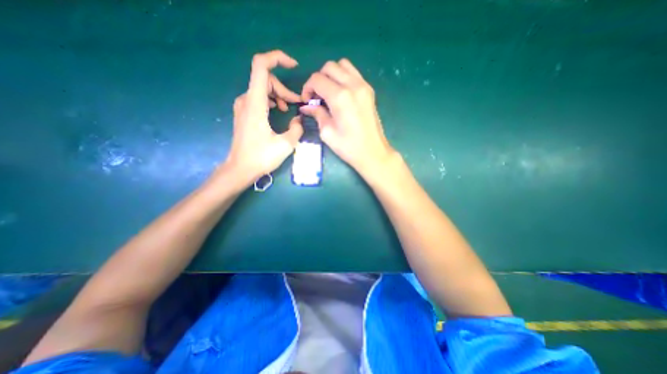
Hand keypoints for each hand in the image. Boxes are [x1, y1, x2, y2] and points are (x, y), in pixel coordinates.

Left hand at [221, 50, 304, 186]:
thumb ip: (297, 129)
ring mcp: (243, 106)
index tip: (293, 65)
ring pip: (263, 89)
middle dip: (284, 88)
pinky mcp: (244, 114)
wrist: (240, 168)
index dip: (277, 58)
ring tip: (289, 109)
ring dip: (279, 95)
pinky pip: (259, 98)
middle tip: (297, 103)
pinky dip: (271, 101)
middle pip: (266, 79)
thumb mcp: (286, 144)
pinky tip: (279, 111)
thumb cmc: (261, 157)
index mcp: (255, 103)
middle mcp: (246, 100)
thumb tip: (299, 120)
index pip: (261, 66)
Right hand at [302, 59, 394, 177]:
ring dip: (331, 75)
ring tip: (328, 93)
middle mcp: (353, 85)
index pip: (317, 79)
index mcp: (340, 97)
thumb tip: (306, 106)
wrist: (373, 153)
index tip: (306, 101)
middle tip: (316, 97)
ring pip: (343, 65)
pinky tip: (341, 94)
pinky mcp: (369, 90)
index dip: (307, 88)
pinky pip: (354, 73)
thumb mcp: (327, 133)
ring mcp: (363, 86)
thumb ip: (317, 114)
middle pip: (329, 67)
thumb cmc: (348, 147)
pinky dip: (344, 77)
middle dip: (318, 79)